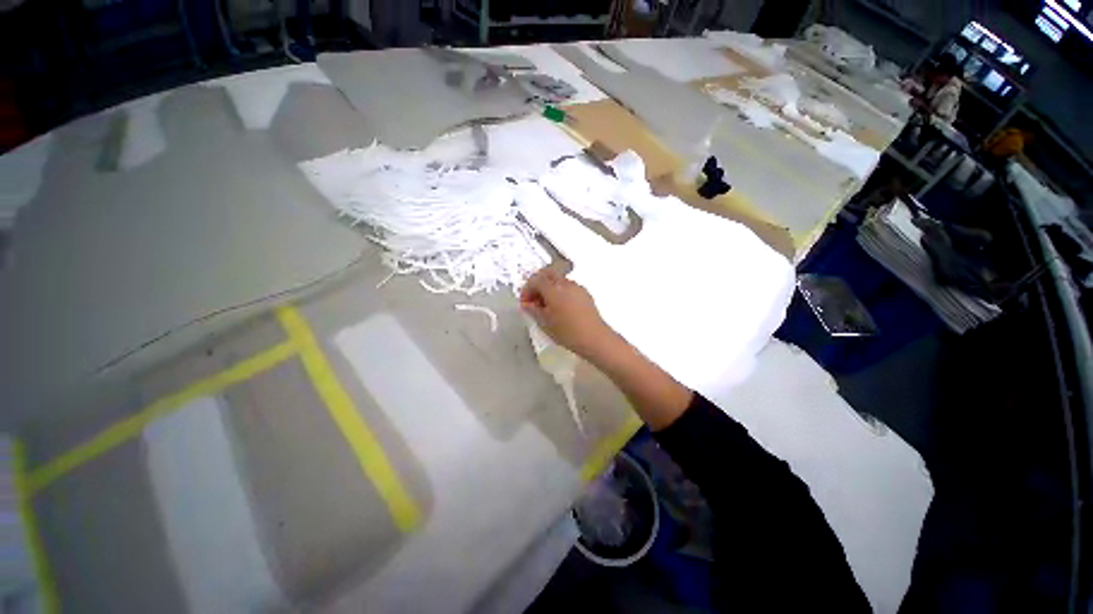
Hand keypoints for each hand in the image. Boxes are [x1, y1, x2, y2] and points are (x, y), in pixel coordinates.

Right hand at [520, 268, 618, 359]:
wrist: (594, 338)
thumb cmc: (567, 332)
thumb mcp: (545, 323)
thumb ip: (533, 310)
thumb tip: (527, 304)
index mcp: (553, 289)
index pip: (535, 281)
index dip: (527, 290)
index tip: (525, 303)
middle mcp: (565, 283)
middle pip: (547, 274)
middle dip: (538, 284)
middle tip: (534, 300)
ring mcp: (577, 287)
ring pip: (558, 280)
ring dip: (549, 288)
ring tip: (547, 306)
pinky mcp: (585, 293)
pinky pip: (568, 287)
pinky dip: (560, 292)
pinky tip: (561, 308)